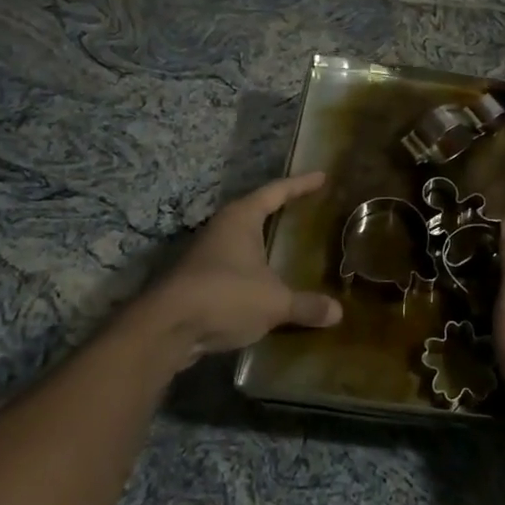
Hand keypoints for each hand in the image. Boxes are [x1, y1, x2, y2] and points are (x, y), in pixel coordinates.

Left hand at [140, 172, 341, 363]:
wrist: (166, 328)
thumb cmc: (225, 296)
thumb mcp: (273, 302)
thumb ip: (305, 305)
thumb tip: (337, 312)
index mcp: (242, 218)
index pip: (277, 191)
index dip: (301, 184)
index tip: (321, 176)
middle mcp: (222, 228)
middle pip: (255, 210)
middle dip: (279, 209)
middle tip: (304, 208)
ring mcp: (205, 253)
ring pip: (241, 239)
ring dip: (261, 242)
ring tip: (284, 245)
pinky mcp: (196, 279)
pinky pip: (232, 265)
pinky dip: (250, 269)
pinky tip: (262, 283)